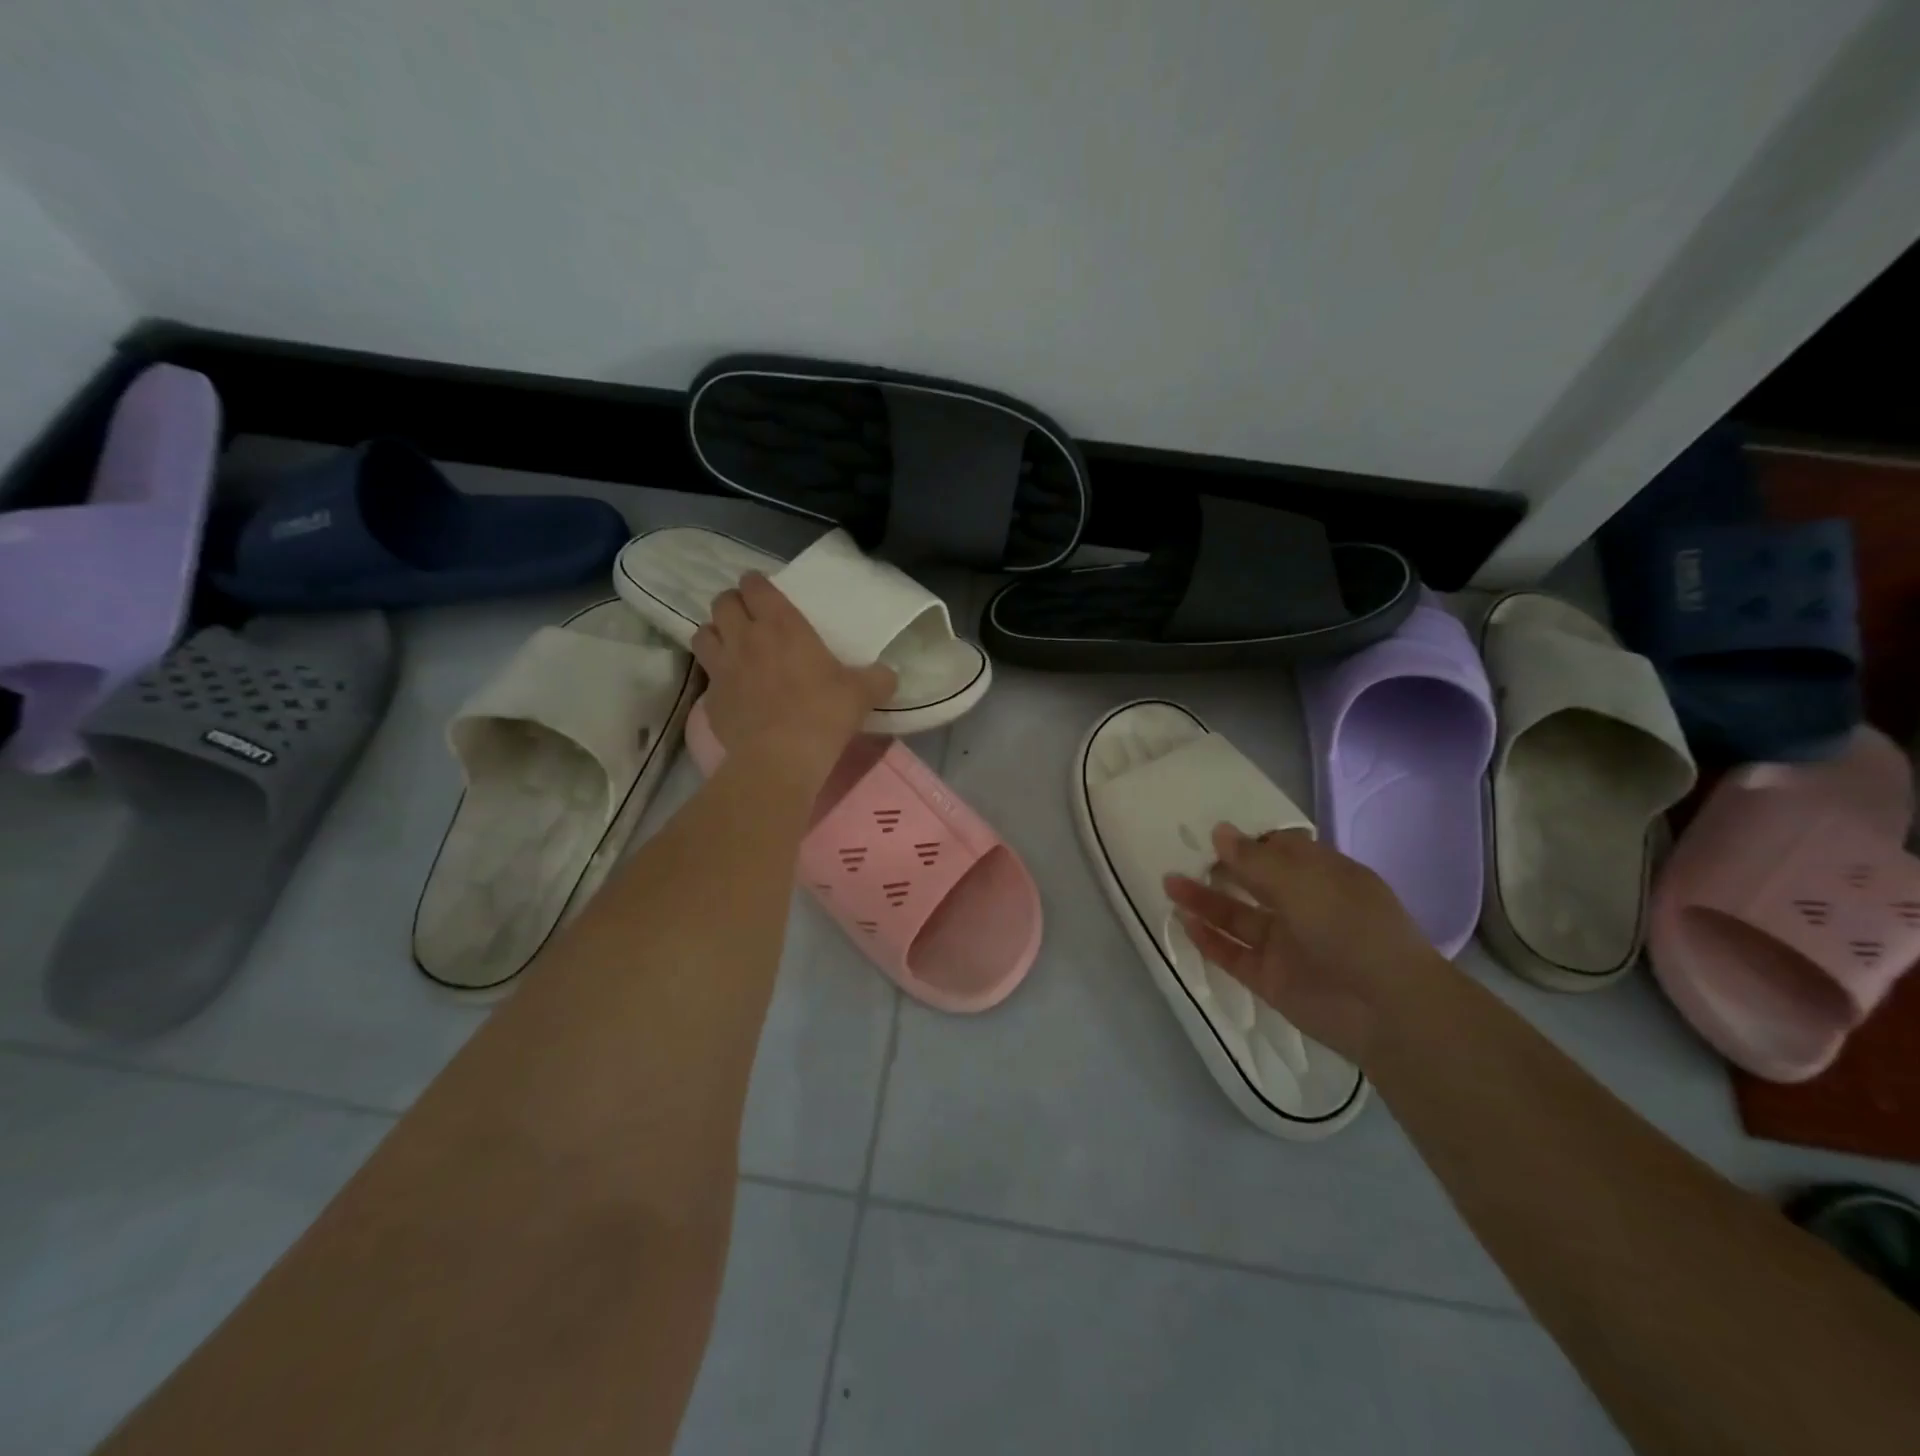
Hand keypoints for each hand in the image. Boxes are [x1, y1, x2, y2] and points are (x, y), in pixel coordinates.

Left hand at [691, 572, 896, 778]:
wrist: (780, 757)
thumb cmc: (823, 714)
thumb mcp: (862, 694)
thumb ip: (877, 679)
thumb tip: (889, 675)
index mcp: (781, 624)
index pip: (755, 586)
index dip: (757, 584)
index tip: (764, 592)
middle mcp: (745, 637)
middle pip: (722, 603)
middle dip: (732, 604)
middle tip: (748, 617)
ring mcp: (722, 667)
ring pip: (703, 633)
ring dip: (715, 634)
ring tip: (730, 645)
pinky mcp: (710, 698)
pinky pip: (706, 675)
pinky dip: (715, 676)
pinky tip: (731, 689)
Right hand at [1165, 826, 1447, 1065]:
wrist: (1387, 1009)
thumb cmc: (1350, 927)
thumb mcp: (1301, 882)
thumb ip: (1254, 860)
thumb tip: (1219, 831)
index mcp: (1323, 877)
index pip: (1282, 850)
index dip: (1249, 841)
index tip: (1213, 833)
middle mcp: (1304, 907)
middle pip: (1254, 882)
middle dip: (1221, 868)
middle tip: (1183, 854)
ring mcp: (1286, 945)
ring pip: (1238, 917)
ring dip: (1205, 901)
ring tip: (1169, 883)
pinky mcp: (1271, 978)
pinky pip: (1233, 954)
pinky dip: (1209, 939)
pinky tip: (1184, 922)